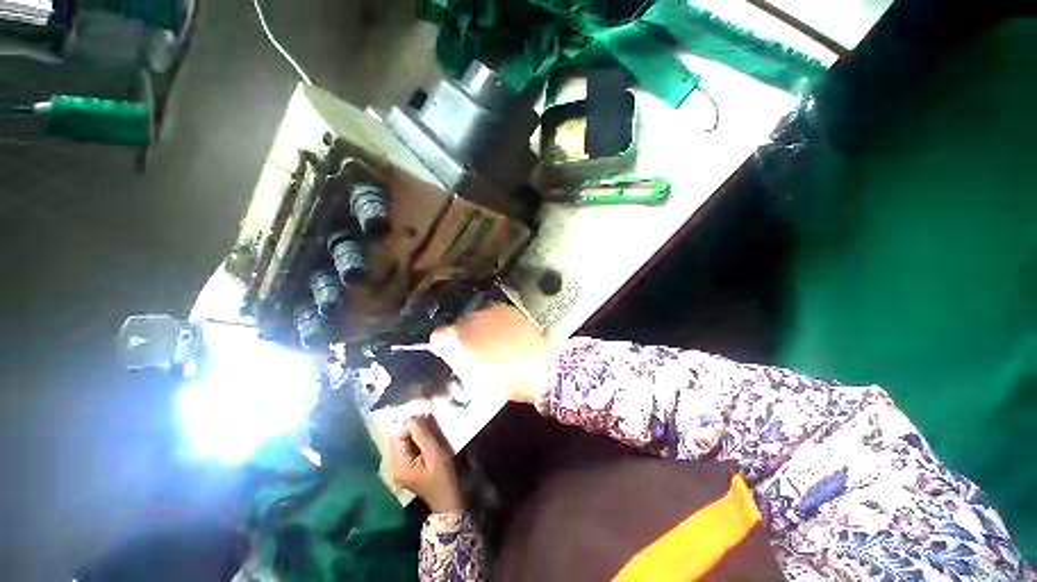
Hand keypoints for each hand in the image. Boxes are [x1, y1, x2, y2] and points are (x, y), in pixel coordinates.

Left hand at [389, 416, 463, 512]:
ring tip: (432, 432)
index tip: (427, 422)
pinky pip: (409, 448)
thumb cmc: (444, 477)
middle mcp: (395, 467)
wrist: (450, 501)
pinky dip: (418, 440)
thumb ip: (423, 435)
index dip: (411, 426)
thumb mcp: (435, 454)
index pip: (397, 436)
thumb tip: (413, 418)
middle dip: (413, 429)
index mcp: (399, 466)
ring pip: (404, 442)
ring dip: (417, 434)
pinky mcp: (409, 468)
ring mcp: (401, 468)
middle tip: (431, 425)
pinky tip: (429, 441)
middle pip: (399, 439)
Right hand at [430, 303, 553, 404]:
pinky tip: (506, 333)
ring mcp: (489, 311)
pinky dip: (495, 322)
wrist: (540, 365)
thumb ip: (459, 365)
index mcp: (456, 339)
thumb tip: (456, 357)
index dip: (443, 346)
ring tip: (493, 340)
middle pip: (457, 325)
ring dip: (479, 327)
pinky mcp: (506, 308)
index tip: (451, 354)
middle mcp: (469, 319)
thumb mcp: (473, 382)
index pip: (438, 336)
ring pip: (476, 318)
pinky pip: (493, 314)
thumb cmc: (504, 380)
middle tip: (475, 349)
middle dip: (462, 336)